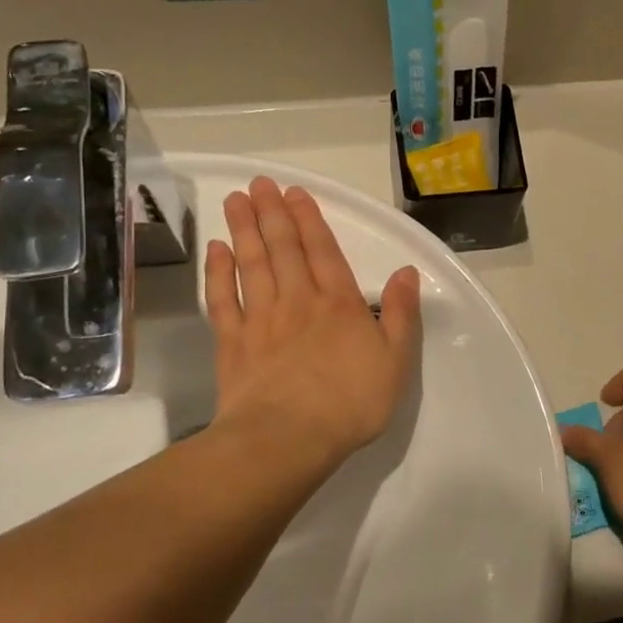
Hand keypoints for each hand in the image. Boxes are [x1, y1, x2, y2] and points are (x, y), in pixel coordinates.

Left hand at [203, 178, 420, 468]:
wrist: (288, 438)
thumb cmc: (351, 401)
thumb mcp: (397, 360)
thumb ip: (402, 313)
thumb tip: (406, 271)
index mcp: (340, 304)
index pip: (323, 251)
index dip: (309, 220)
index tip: (294, 192)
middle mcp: (298, 301)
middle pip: (283, 249)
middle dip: (272, 213)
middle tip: (259, 184)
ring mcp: (261, 320)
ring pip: (251, 264)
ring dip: (244, 230)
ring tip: (235, 200)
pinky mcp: (233, 343)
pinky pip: (223, 299)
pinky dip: (218, 272)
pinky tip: (216, 251)